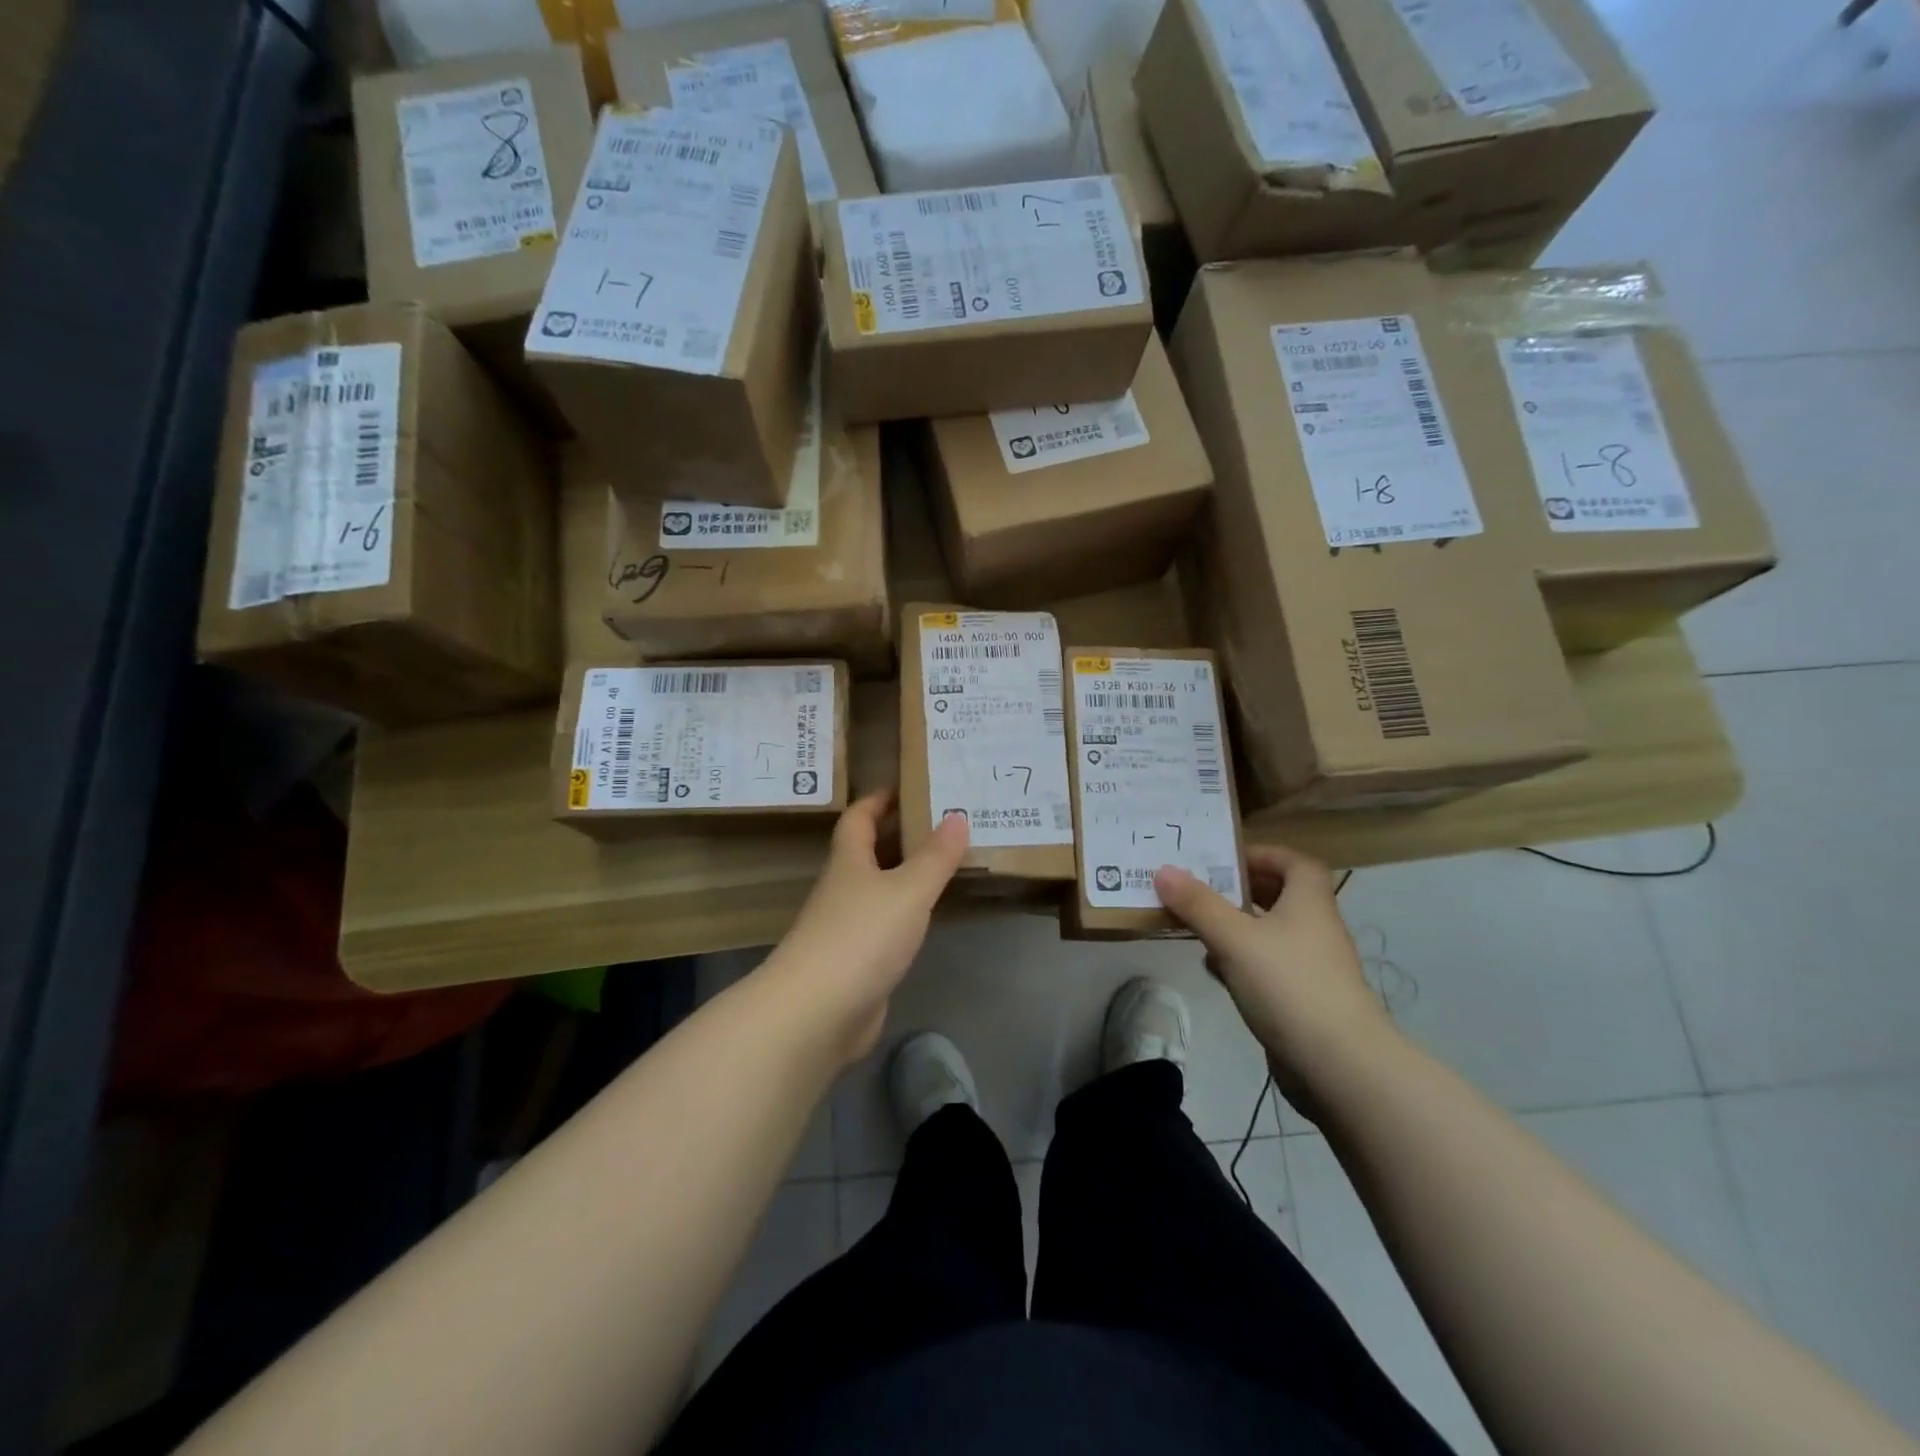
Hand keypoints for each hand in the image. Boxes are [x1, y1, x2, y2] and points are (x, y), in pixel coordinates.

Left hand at [764, 791, 968, 1064]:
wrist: (816, 1013)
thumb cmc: (861, 936)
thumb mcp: (908, 890)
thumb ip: (935, 857)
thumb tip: (957, 815)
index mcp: (849, 862)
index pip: (859, 818)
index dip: (879, 799)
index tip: (907, 785)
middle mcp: (842, 890)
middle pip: (868, 852)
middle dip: (899, 835)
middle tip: (943, 822)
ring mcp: (845, 928)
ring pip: (877, 890)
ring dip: (905, 876)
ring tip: (946, 864)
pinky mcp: (854, 964)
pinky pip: (884, 926)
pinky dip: (905, 915)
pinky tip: (928, 918)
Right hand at [1155, 844, 1393, 1114]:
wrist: (1340, 1066)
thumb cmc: (1289, 986)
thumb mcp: (1234, 939)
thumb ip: (1198, 904)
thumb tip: (1164, 870)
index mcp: (1309, 903)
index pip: (1295, 862)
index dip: (1263, 854)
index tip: (1226, 858)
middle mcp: (1315, 929)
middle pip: (1281, 895)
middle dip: (1241, 889)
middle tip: (1200, 886)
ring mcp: (1311, 967)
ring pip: (1270, 933)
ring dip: (1236, 925)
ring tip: (1197, 922)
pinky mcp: (1302, 1000)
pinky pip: (1267, 967)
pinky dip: (1240, 961)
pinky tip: (1213, 969)